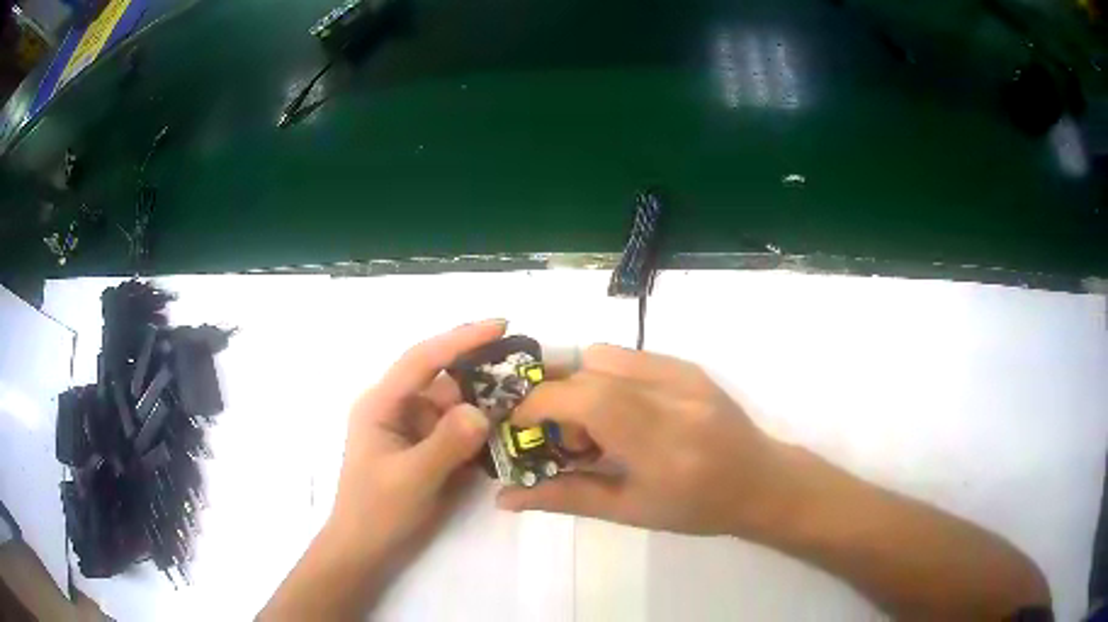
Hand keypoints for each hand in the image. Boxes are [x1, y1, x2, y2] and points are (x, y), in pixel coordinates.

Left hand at [261, 321, 502, 619]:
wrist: (365, 549)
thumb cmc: (377, 512)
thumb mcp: (412, 478)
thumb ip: (447, 443)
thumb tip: (483, 411)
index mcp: (382, 404)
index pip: (423, 359)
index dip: (461, 339)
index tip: (501, 325)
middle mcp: (397, 408)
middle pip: (443, 380)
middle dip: (481, 374)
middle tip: (527, 371)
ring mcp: (412, 429)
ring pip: (454, 406)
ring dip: (484, 405)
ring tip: (525, 404)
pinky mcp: (425, 448)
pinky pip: (456, 430)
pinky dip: (478, 430)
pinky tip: (505, 432)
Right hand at [497, 344, 792, 536]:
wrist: (760, 481)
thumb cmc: (697, 508)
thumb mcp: (628, 512)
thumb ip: (564, 497)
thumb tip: (503, 497)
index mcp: (661, 442)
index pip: (588, 398)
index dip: (541, 403)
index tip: (521, 425)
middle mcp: (674, 395)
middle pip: (589, 370)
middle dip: (558, 399)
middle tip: (567, 441)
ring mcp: (685, 373)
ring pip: (605, 356)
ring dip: (582, 385)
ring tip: (597, 427)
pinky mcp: (689, 364)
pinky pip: (629, 357)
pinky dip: (607, 378)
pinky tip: (623, 413)